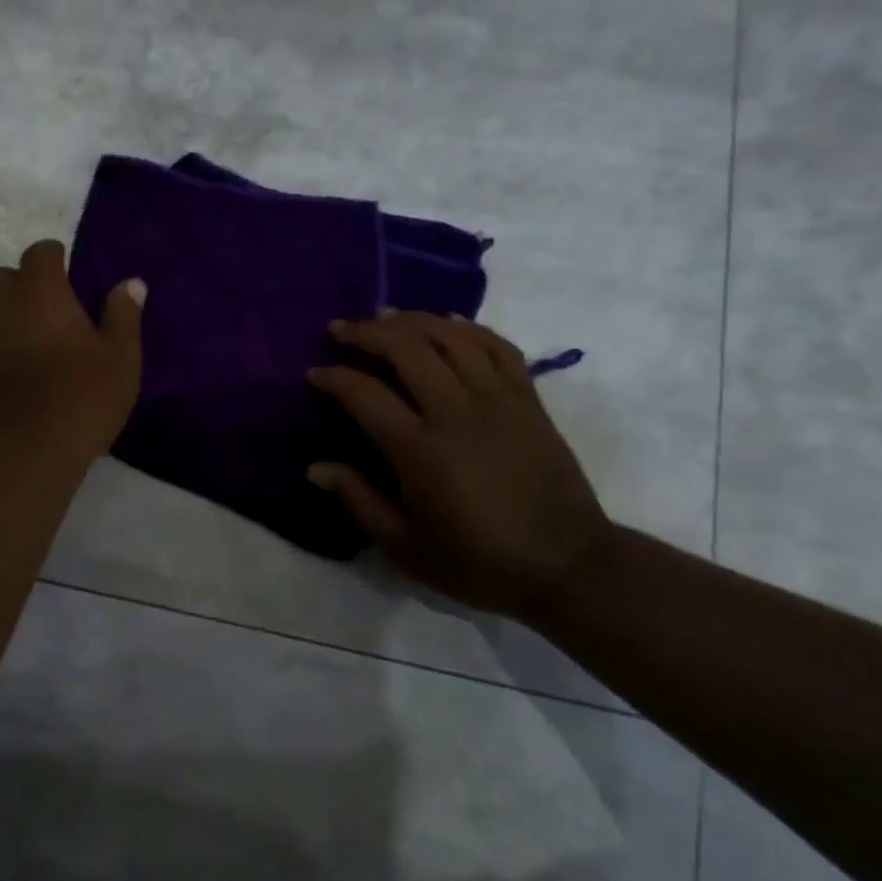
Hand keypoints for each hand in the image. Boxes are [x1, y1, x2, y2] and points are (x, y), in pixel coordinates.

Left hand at [0, 240, 145, 461]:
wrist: (21, 453)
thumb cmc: (81, 399)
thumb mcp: (120, 359)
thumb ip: (123, 315)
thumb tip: (130, 283)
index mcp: (40, 292)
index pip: (40, 252)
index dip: (56, 259)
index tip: (72, 277)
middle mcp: (1, 306)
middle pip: (6, 276)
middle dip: (26, 284)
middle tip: (56, 312)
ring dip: (10, 316)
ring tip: (38, 345)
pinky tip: (19, 374)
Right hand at [307, 312, 613, 620]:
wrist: (567, 565)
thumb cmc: (478, 562)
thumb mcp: (405, 547)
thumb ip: (359, 500)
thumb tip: (316, 468)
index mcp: (419, 450)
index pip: (365, 394)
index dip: (334, 377)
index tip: (314, 372)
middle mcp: (456, 412)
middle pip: (407, 349)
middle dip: (367, 332)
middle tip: (340, 328)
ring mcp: (498, 400)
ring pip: (451, 338)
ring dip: (413, 320)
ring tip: (386, 316)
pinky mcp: (528, 400)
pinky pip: (498, 347)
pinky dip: (469, 327)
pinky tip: (448, 321)